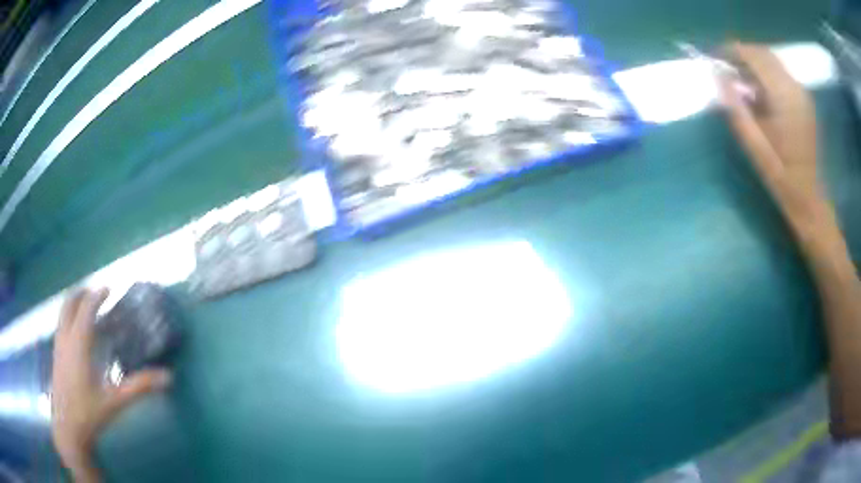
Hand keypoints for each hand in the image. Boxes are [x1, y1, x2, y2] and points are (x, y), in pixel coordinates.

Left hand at [51, 288, 170, 482]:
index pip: (86, 308)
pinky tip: (76, 333)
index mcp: (79, 344)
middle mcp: (65, 338)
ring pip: (62, 313)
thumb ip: (139, 387)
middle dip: (82, 293)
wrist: (68, 428)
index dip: (97, 295)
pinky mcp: (56, 355)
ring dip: (73, 304)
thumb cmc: (89, 413)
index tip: (109, 289)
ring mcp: (58, 346)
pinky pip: (61, 325)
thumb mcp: (115, 402)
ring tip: (86, 307)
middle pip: (69, 304)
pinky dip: (69, 318)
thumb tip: (168, 377)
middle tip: (96, 293)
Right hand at [719, 42, 835, 245]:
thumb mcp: (756, 149)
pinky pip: (782, 75)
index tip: (714, 59)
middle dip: (742, 55)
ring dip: (754, 65)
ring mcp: (802, 94)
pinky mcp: (805, 102)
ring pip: (773, 62)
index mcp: (785, 98)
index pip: (755, 57)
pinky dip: (766, 75)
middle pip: (764, 54)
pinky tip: (759, 93)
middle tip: (725, 70)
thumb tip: (718, 78)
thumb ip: (737, 110)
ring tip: (740, 81)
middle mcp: (795, 89)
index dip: (732, 52)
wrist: (812, 203)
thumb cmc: (784, 180)